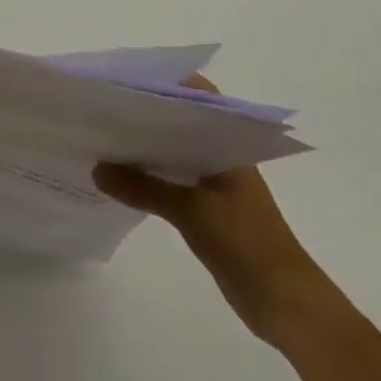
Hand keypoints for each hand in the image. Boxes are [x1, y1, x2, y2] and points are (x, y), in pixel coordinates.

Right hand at [94, 76, 331, 343]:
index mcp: (227, 143)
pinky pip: (171, 180)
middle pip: (180, 121)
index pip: (197, 96)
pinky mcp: (206, 208)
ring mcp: (214, 182)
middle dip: (146, 113)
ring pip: (174, 152)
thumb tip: (97, 169)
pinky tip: (120, 177)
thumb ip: (144, 188)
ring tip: (104, 136)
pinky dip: (149, 175)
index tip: (127, 78)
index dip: (165, 82)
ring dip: (145, 146)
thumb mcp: (192, 211)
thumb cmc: (246, 242)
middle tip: (105, 105)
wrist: (283, 301)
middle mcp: (220, 155)